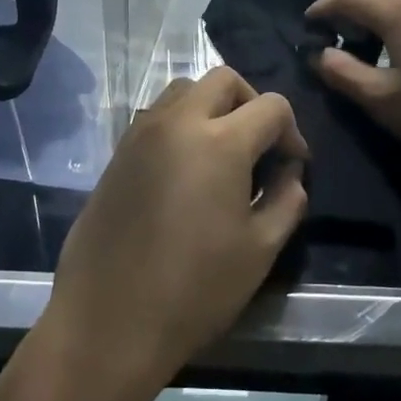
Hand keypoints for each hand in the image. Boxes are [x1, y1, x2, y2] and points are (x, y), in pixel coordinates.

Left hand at [46, 68, 307, 391]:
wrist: (109, 321)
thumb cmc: (194, 290)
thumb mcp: (260, 250)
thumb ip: (286, 199)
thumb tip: (290, 172)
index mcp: (220, 141)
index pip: (271, 106)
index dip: (292, 132)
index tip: (292, 166)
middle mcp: (178, 122)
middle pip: (224, 80)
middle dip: (252, 103)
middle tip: (259, 147)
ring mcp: (142, 133)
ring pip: (185, 90)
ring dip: (212, 106)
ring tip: (221, 152)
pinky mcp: (118, 152)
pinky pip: (157, 115)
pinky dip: (181, 122)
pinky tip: (185, 168)